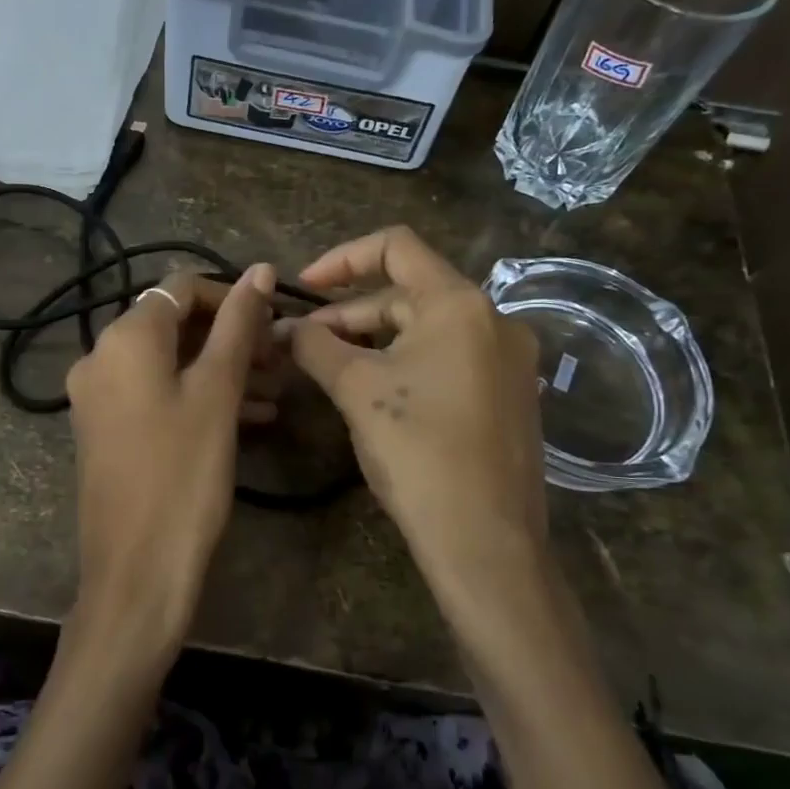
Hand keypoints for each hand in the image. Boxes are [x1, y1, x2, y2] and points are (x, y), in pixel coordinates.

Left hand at [65, 264, 276, 657]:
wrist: (135, 573)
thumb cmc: (183, 475)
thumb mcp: (217, 393)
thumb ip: (238, 326)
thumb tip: (259, 269)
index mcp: (124, 337)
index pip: (182, 288)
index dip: (232, 297)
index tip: (274, 323)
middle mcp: (101, 356)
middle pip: (174, 324)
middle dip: (230, 336)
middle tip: (279, 360)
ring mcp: (99, 396)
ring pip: (169, 363)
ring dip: (220, 368)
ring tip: (274, 391)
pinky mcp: (106, 429)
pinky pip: (156, 394)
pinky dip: (197, 395)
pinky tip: (248, 417)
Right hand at [282, 227, 547, 601]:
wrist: (485, 542)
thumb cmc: (418, 451)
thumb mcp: (356, 389)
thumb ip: (315, 346)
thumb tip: (281, 327)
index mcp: (460, 304)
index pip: (397, 246)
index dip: (342, 257)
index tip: (304, 287)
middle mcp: (494, 319)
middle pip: (409, 291)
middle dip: (350, 311)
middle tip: (304, 341)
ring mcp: (508, 360)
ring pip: (428, 328)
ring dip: (375, 338)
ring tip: (330, 366)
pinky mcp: (508, 395)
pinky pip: (449, 358)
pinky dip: (406, 361)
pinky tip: (375, 391)